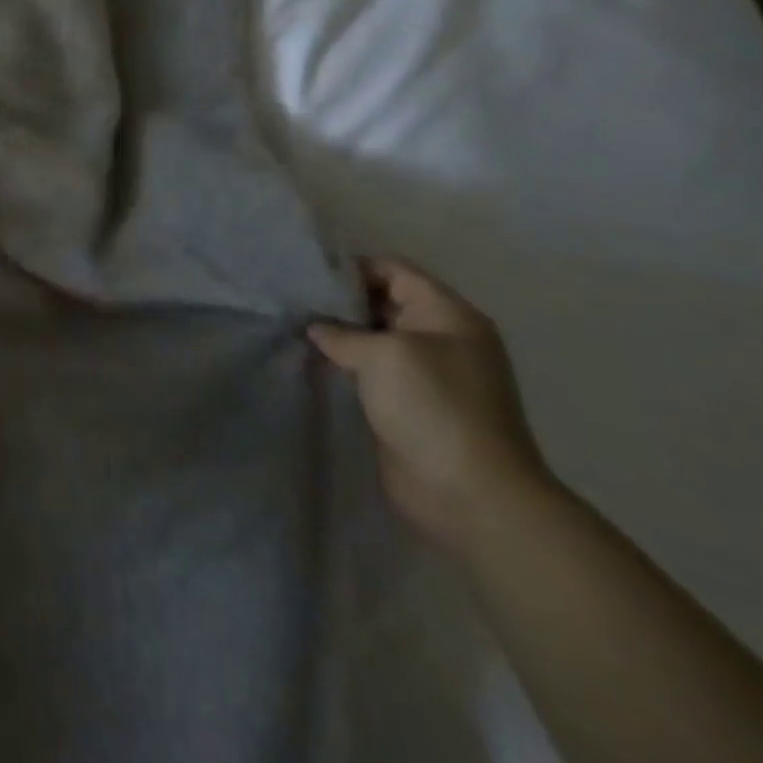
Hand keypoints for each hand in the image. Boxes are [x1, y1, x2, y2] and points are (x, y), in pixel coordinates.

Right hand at [309, 258, 550, 553]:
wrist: (471, 495)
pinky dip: (344, 364)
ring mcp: (427, 374)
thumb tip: (316, 327)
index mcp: (448, 315)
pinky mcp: (410, 405)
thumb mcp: (383, 354)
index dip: (350, 267)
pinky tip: (311, 361)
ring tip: (292, 327)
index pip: (394, 270)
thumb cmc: (433, 407)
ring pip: (374, 338)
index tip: (304, 272)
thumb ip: (342, 332)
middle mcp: (441, 338)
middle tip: (291, 299)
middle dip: (339, 301)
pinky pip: (371, 371)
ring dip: (339, 335)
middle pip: (383, 302)